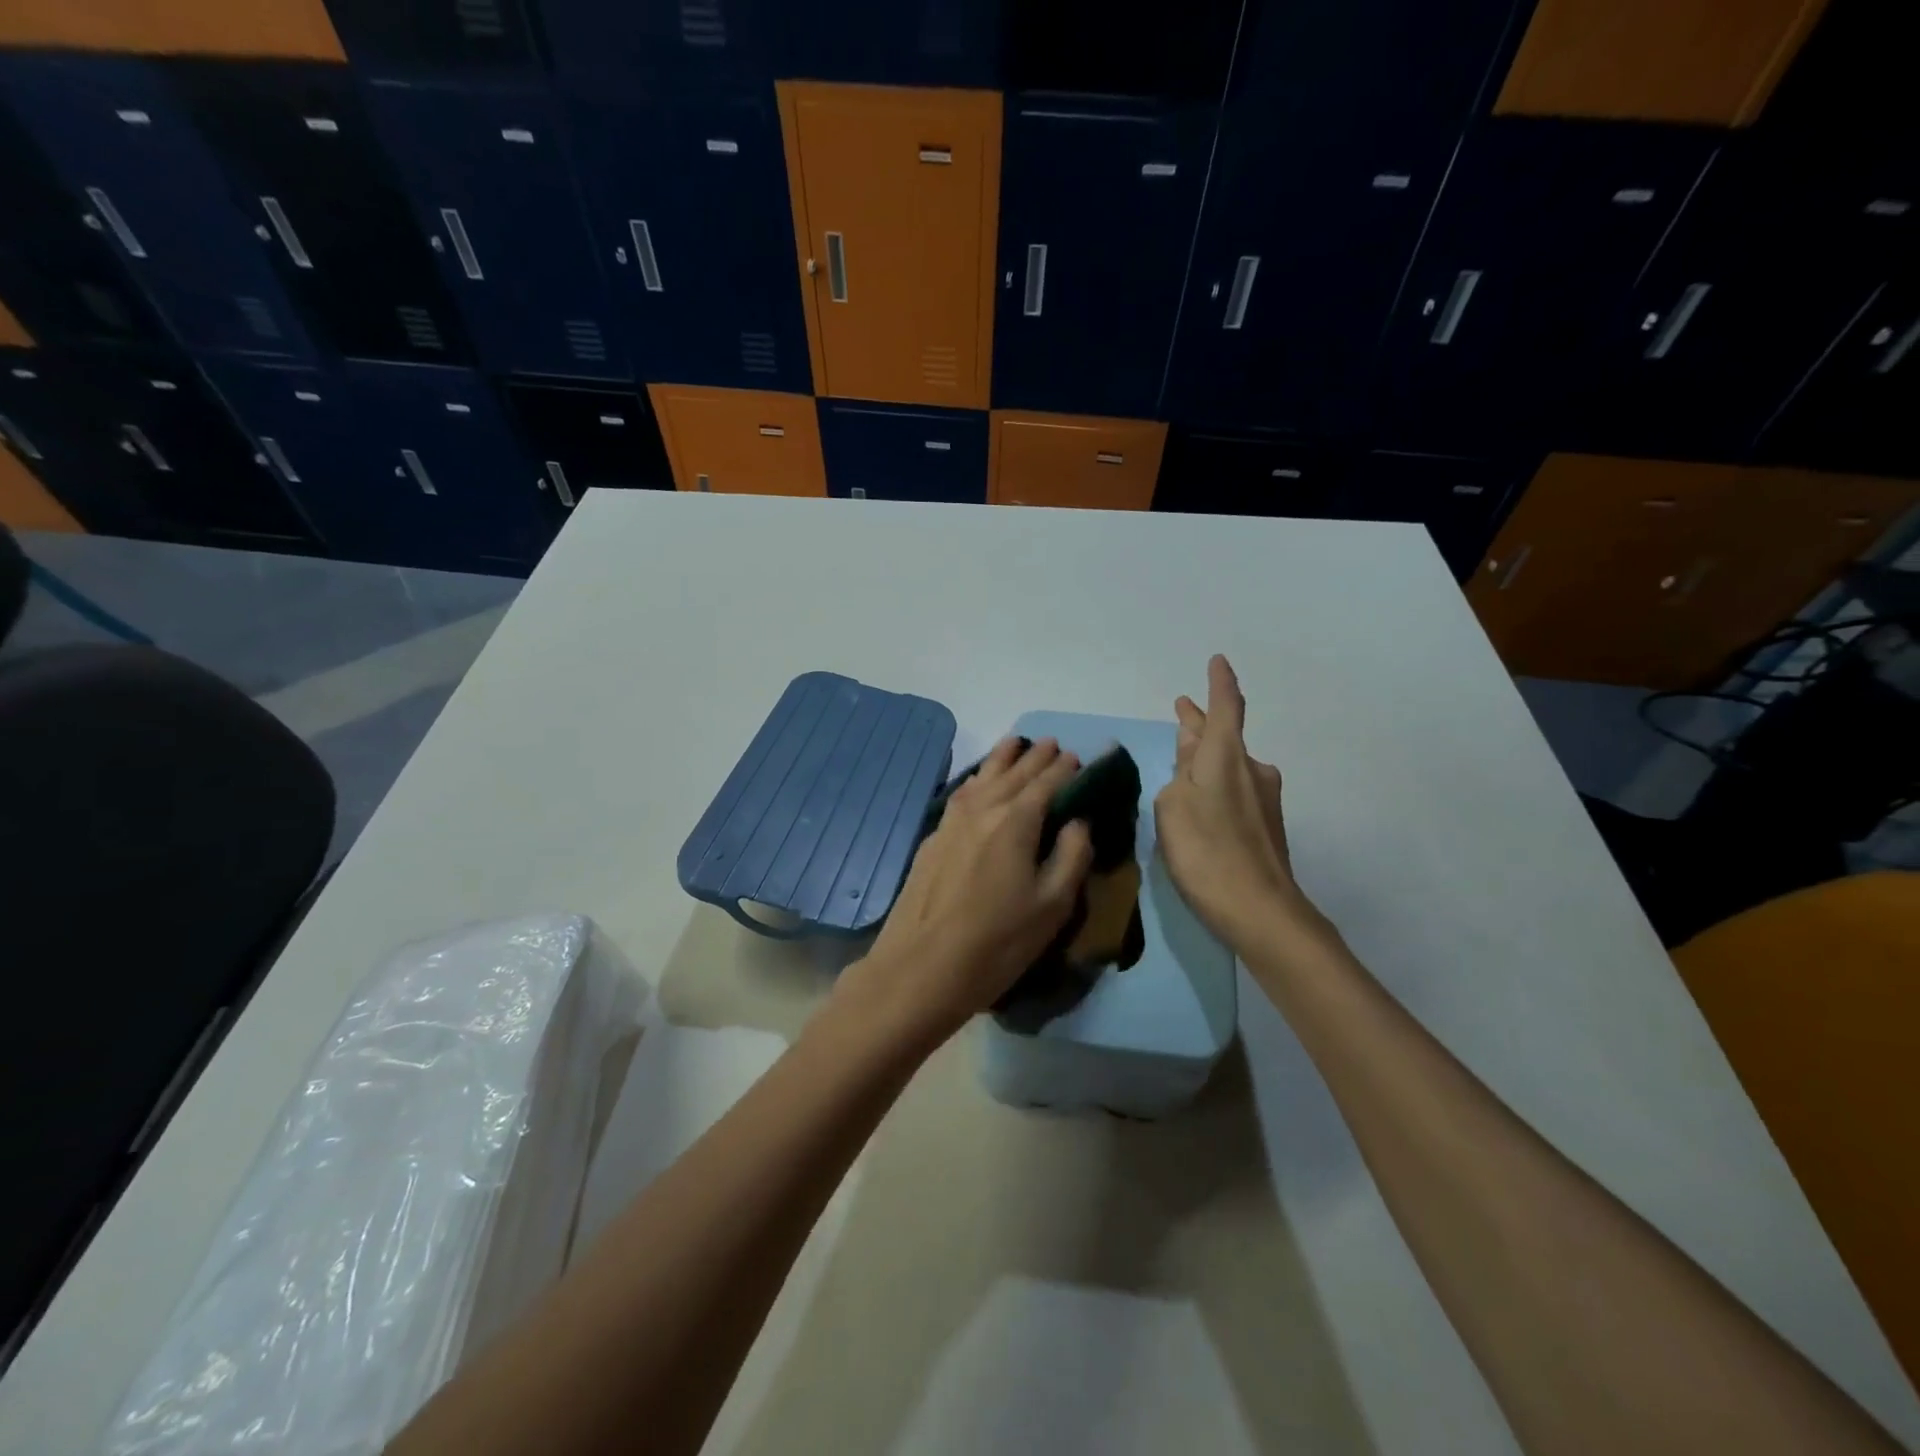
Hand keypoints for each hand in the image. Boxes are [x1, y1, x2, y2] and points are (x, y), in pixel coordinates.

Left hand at [833, 737, 1093, 1045]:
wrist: (921, 968)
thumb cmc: (998, 942)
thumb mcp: (1052, 905)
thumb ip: (1072, 855)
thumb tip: (1077, 821)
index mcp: (1016, 820)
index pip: (1047, 782)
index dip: (1065, 769)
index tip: (1079, 756)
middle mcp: (982, 808)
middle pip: (1013, 772)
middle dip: (1036, 756)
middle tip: (1052, 744)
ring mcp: (951, 821)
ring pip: (982, 777)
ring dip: (1003, 759)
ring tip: (1016, 744)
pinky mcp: (932, 838)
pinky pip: (962, 794)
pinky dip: (978, 780)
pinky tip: (979, 783)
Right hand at [1154, 655, 1324, 949]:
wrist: (1261, 911)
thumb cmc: (1207, 851)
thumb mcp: (1172, 808)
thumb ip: (1177, 776)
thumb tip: (1189, 757)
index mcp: (1226, 757)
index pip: (1226, 707)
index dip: (1220, 683)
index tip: (1218, 661)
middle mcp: (1251, 769)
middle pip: (1224, 737)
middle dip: (1201, 723)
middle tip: (1183, 711)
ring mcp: (1263, 799)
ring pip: (1228, 766)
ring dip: (1206, 758)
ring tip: (1182, 761)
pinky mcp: (1265, 826)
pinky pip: (1234, 791)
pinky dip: (1215, 785)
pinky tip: (1200, 803)